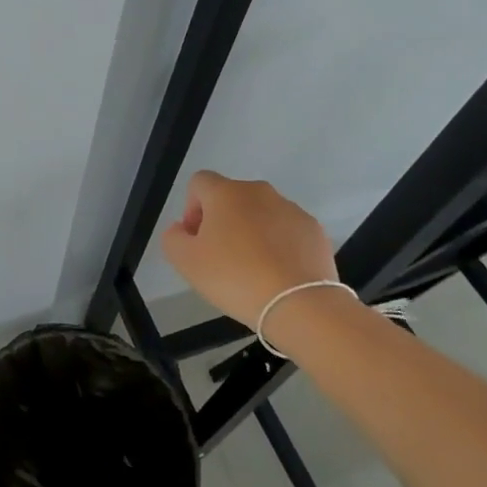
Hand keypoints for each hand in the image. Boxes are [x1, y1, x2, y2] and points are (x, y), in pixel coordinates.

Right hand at [160, 171, 338, 323]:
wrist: (300, 304)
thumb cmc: (235, 277)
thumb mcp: (186, 262)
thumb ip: (173, 237)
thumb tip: (182, 228)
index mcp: (226, 193)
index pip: (199, 182)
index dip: (191, 208)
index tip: (196, 239)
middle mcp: (259, 192)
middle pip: (231, 198)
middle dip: (222, 221)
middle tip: (221, 257)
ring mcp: (291, 209)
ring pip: (261, 214)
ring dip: (252, 232)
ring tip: (253, 269)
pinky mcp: (314, 230)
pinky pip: (287, 231)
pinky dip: (279, 245)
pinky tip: (278, 274)